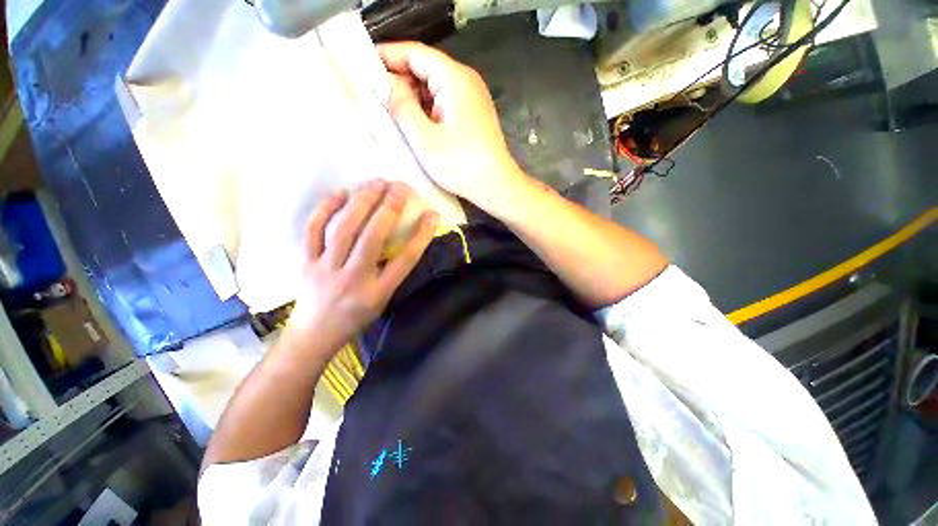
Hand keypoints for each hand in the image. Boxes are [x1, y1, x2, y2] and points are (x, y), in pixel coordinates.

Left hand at [283, 180, 437, 359]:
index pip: (405, 260)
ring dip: (361, 202)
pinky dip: (326, 208)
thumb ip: (394, 272)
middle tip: (400, 187)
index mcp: (378, 292)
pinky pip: (313, 230)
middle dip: (389, 209)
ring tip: (376, 183)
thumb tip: (408, 240)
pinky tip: (340, 192)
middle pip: (373, 239)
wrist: (315, 334)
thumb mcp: (384, 299)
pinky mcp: (306, 261)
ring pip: (343, 229)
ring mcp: (326, 268)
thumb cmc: (357, 316)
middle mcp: (353, 279)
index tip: (432, 214)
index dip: (421, 235)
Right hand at [378, 42, 525, 211]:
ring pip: (434, 87)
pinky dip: (427, 109)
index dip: (387, 57)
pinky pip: (444, 102)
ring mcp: (472, 98)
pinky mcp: (473, 114)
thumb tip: (384, 82)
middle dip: (399, 80)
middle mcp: (466, 81)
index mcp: (454, 78)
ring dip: (413, 97)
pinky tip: (415, 124)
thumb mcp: (424, 138)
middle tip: (374, 98)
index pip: (415, 53)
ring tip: (391, 113)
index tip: (362, 68)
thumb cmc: (461, 165)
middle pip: (425, 68)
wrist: (496, 186)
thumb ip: (401, 106)